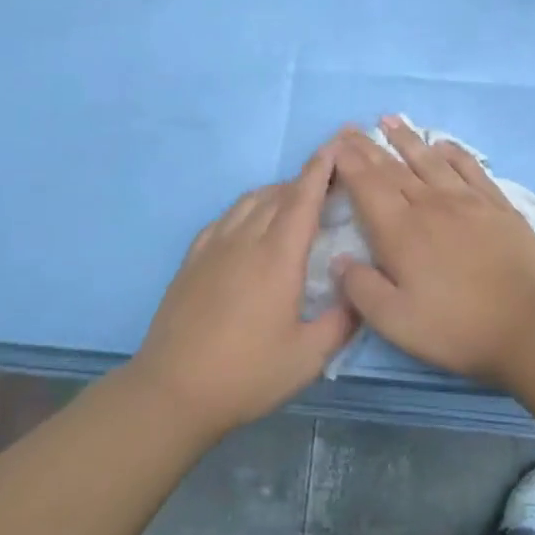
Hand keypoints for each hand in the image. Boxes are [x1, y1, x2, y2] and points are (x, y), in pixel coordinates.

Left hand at [129, 149, 357, 439]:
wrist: (173, 391)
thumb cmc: (246, 374)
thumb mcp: (308, 358)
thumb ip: (342, 321)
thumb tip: (361, 292)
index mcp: (278, 257)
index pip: (304, 198)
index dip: (323, 168)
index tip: (338, 144)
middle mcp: (246, 240)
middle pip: (279, 194)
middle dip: (307, 179)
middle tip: (331, 181)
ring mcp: (214, 246)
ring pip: (250, 201)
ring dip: (277, 192)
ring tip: (295, 201)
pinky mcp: (193, 259)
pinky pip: (225, 217)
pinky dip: (247, 209)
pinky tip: (251, 224)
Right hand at [328, 117, 534, 384]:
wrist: (524, 326)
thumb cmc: (453, 327)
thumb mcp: (394, 321)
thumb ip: (361, 288)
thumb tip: (338, 259)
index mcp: (400, 232)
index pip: (367, 186)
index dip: (349, 163)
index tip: (336, 144)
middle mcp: (430, 206)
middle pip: (393, 168)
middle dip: (368, 147)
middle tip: (350, 128)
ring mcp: (467, 201)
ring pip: (430, 161)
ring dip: (407, 139)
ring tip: (389, 120)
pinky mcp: (498, 206)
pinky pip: (471, 168)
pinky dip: (453, 153)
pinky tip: (443, 144)